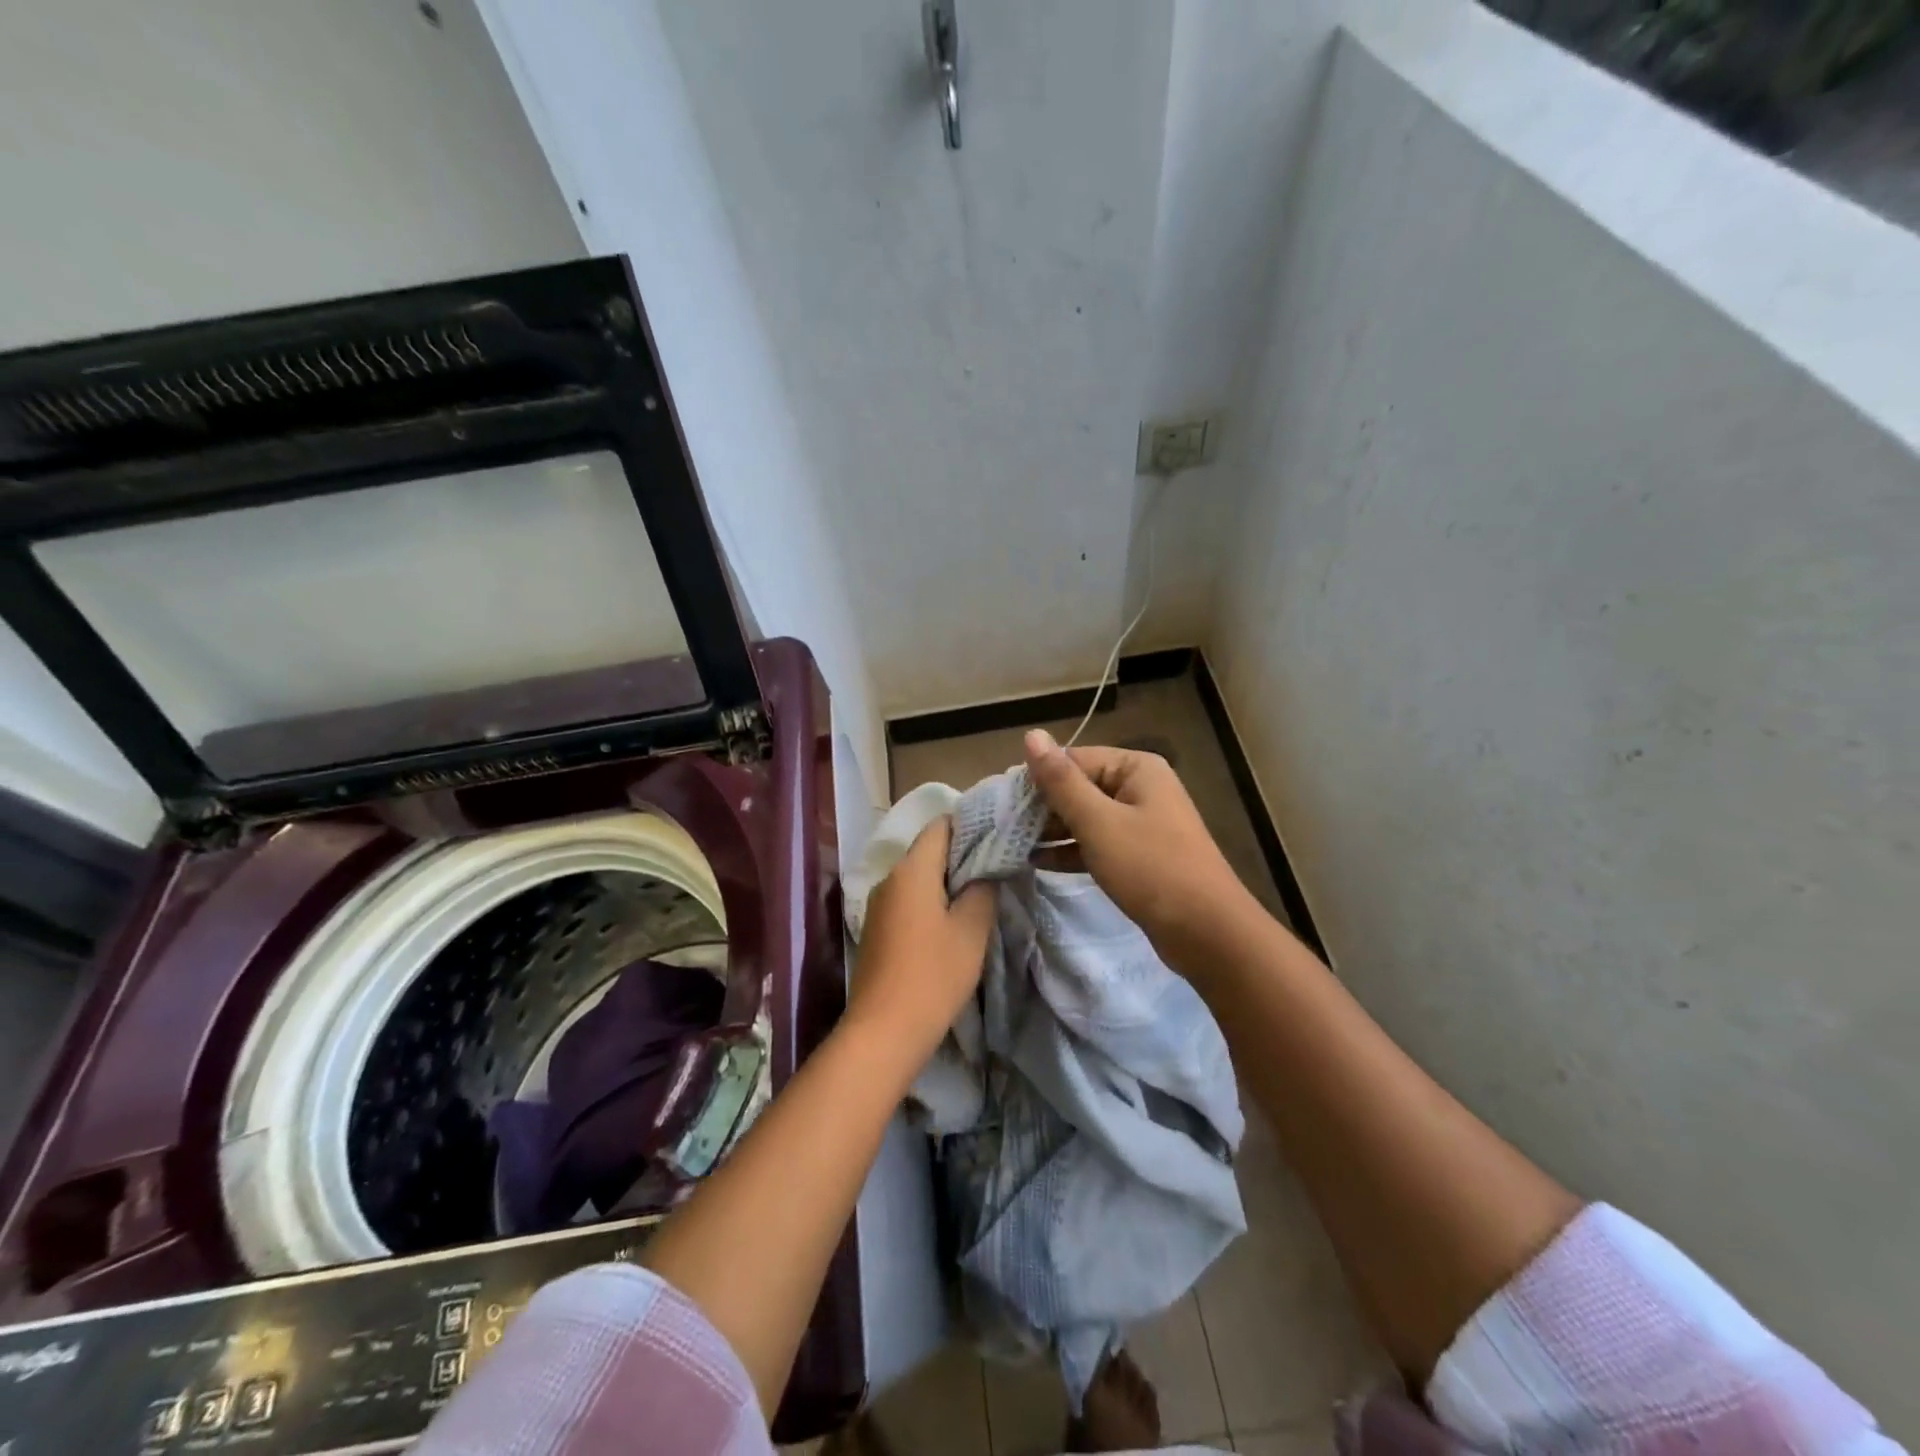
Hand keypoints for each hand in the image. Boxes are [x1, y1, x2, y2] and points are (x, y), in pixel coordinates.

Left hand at [847, 817, 994, 1055]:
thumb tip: (986, 870)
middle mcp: (889, 879)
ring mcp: (878, 905)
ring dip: (947, 882)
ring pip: (918, 877)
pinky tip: (951, 922)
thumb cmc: (933, 975)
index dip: (970, 825)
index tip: (998, 837)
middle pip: (928, 850)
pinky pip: (908, 900)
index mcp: (911, 870)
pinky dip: (930, 902)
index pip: (940, 826)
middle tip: (997, 867)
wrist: (883, 1031)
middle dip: (961, 855)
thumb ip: (982, 890)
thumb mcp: (971, 930)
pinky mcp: (877, 929)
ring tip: (980, 894)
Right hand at [1023, 728, 1252, 955]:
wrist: (1207, 932)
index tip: (1002, 803)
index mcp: (1136, 769)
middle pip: (1080, 788)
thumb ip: (1061, 781)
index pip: (1074, 760)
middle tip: (1002, 827)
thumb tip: (1032, 735)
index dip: (1038, 779)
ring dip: (1052, 831)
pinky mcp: (1139, 857)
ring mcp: (1141, 824)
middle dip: (1043, 808)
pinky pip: (1097, 844)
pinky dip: (1071, 851)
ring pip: (1086, 818)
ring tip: (1012, 845)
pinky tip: (1037, 863)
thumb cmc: (1150, 867)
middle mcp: (1141, 789)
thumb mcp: (1098, 822)